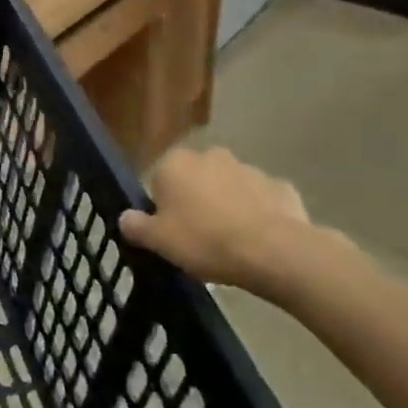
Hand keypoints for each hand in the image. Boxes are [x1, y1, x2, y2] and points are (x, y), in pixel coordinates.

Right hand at [119, 146, 318, 300]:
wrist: (274, 252)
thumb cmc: (204, 240)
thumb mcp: (157, 241)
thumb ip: (135, 226)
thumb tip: (126, 218)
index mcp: (174, 163)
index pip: (158, 179)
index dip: (162, 206)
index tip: (170, 230)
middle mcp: (210, 155)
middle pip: (195, 179)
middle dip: (195, 200)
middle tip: (197, 236)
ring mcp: (249, 168)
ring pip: (229, 187)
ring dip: (227, 206)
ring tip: (230, 243)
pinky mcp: (281, 186)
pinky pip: (261, 200)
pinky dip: (258, 214)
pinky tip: (259, 241)